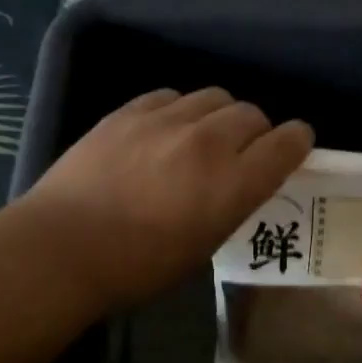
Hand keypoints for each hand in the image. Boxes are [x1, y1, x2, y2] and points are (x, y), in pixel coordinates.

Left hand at [18, 88, 313, 308]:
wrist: (65, 247)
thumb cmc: (139, 267)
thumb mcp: (204, 245)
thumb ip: (231, 204)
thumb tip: (237, 182)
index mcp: (234, 184)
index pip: (286, 143)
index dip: (296, 141)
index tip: (294, 145)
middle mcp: (209, 142)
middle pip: (252, 115)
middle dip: (256, 131)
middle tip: (241, 153)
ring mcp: (167, 121)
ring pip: (214, 97)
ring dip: (219, 116)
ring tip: (202, 137)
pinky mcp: (130, 111)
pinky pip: (172, 96)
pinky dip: (180, 110)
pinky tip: (165, 130)